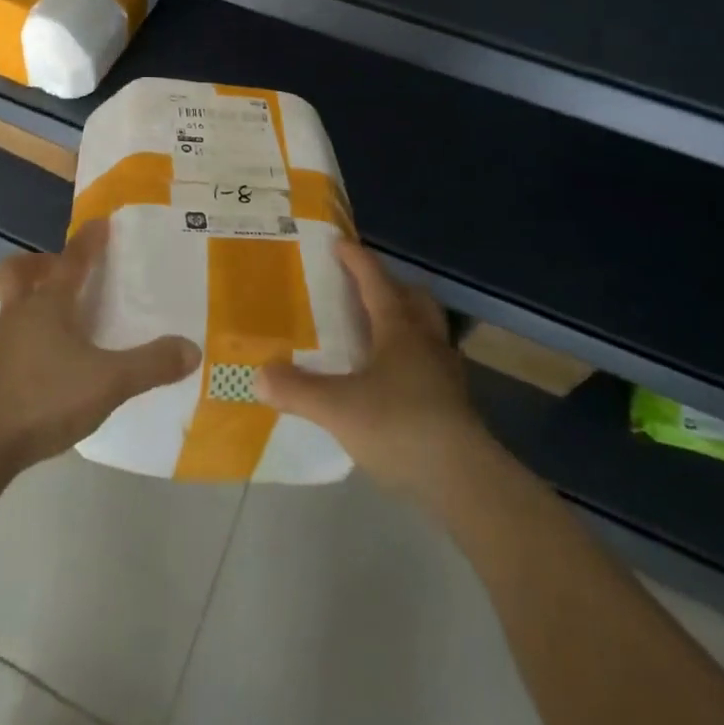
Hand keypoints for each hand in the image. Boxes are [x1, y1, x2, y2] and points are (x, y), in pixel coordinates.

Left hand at [0, 220, 200, 472]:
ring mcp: (2, 343)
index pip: (72, 260)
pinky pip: (14, 337)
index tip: (100, 222)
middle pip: (20, 272)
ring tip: (67, 320)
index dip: (88, 240)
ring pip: (15, 304)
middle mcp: (21, 313)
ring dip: (36, 300)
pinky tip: (54, 362)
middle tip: (65, 271)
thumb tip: (191, 349)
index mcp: (48, 304)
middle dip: (41, 263)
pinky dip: (33, 336)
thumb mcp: (108, 382)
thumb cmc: (45, 397)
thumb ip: (150, 365)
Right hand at [257, 240, 491, 503]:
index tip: (339, 242)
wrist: (465, 481)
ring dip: (405, 322)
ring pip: (426, 330)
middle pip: (413, 298)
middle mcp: (425, 341)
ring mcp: (445, 372)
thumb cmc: (400, 426)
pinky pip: (430, 364)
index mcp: (398, 328)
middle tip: (363, 287)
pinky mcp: (454, 404)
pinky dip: (411, 359)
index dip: (356, 259)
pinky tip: (392, 380)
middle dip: (390, 285)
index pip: (375, 280)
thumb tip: (259, 375)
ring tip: (376, 332)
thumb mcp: (337, 408)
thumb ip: (297, 390)